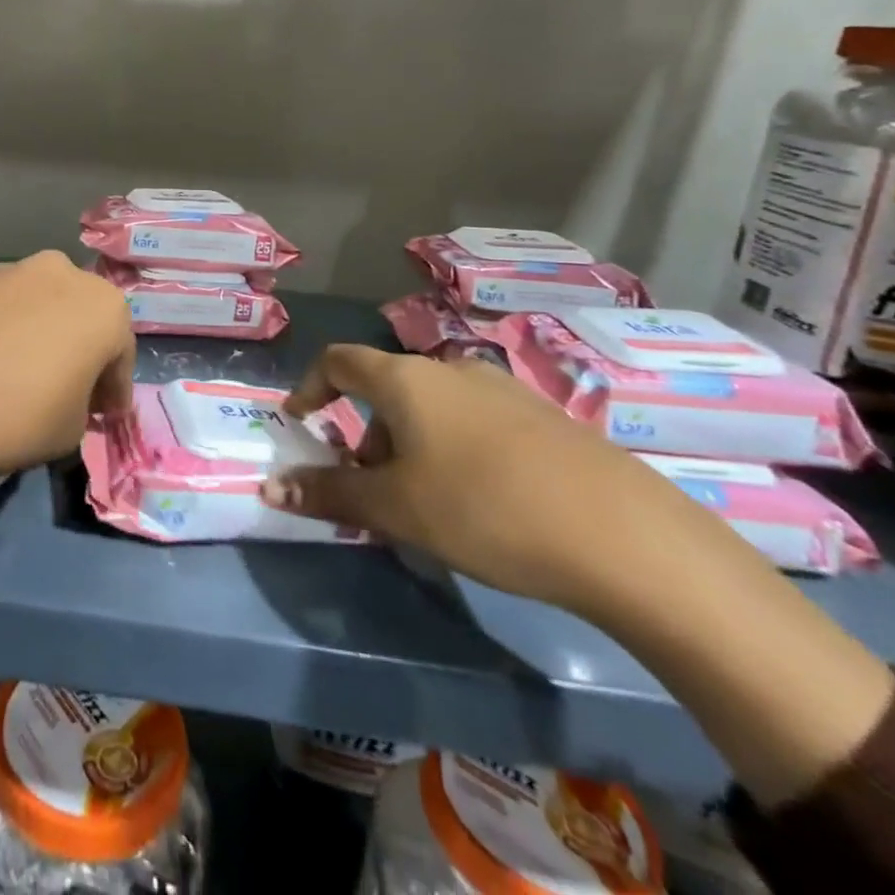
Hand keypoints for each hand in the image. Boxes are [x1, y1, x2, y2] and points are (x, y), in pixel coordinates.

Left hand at [0, 250, 135, 481]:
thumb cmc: (12, 418)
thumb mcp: (70, 432)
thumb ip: (82, 405)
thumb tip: (67, 394)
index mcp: (102, 306)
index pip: (121, 353)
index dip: (114, 389)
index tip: (104, 417)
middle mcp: (60, 273)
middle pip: (81, 316)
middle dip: (80, 350)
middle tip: (64, 390)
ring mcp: (8, 269)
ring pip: (38, 305)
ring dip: (38, 334)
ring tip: (14, 375)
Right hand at [260, 345, 682, 615]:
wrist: (623, 535)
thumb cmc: (484, 508)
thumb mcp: (396, 509)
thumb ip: (330, 494)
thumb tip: (271, 487)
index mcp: (406, 380)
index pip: (338, 361)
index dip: (310, 387)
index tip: (300, 421)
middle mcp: (450, 370)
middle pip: (386, 389)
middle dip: (365, 435)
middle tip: (370, 489)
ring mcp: (502, 390)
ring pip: (432, 408)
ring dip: (408, 444)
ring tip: (424, 503)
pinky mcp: (543, 417)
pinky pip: (473, 422)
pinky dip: (451, 449)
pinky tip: (479, 501)